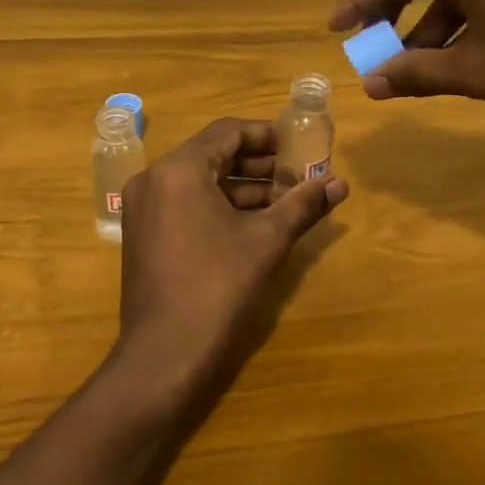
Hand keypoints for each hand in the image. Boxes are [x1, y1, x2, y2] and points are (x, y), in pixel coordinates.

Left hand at [115, 118, 347, 401]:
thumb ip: (303, 204)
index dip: (266, 135)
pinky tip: (254, 222)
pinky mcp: (144, 233)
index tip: (298, 147)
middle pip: (212, 154)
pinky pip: (185, 202)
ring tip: (284, 199)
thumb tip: (340, 183)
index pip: (227, 131)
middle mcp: (154, 178)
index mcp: (179, 169)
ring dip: (242, 186)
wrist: (164, 353)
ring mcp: (144, 207)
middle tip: (296, 174)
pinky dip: (219, 205)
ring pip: (200, 181)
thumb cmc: (217, 286)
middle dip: (258, 163)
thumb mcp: (267, 240)